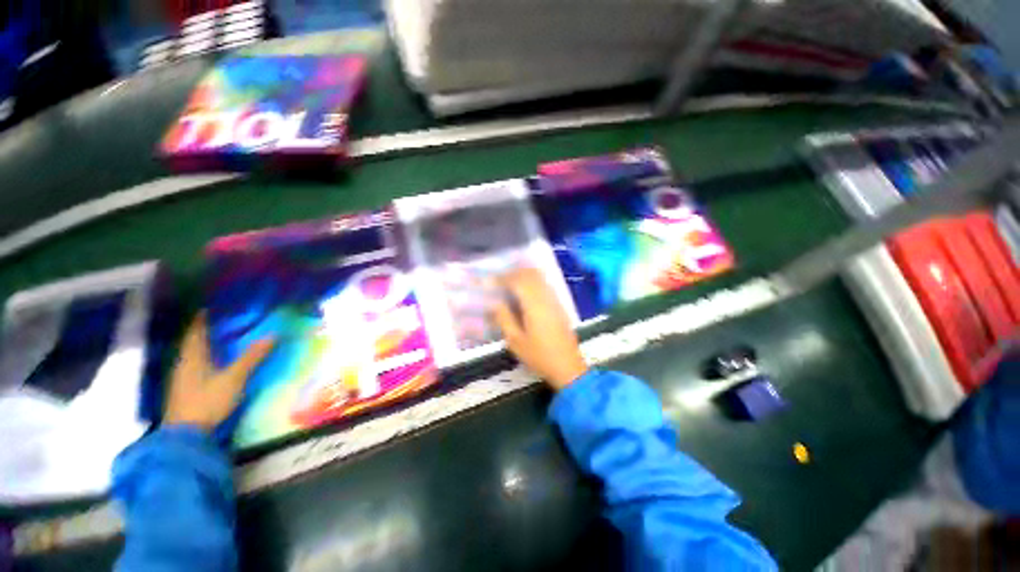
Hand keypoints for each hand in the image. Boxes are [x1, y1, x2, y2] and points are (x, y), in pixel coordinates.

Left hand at [163, 314, 274, 430]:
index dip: (201, 319)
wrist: (185, 435)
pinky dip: (201, 360)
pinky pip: (192, 367)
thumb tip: (273, 335)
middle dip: (202, 331)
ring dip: (202, 346)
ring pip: (191, 356)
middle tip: (218, 322)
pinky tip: (210, 364)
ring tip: (216, 340)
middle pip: (191, 342)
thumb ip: (252, 357)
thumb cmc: (208, 401)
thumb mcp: (234, 378)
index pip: (196, 332)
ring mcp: (181, 379)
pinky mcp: (183, 391)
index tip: (208, 308)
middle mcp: (183, 364)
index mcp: (193, 357)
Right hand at [491, 267, 587, 390]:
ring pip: (539, 277)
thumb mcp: (515, 341)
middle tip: (499, 280)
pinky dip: (533, 281)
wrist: (568, 367)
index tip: (490, 282)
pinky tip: (524, 291)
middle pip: (530, 274)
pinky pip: (545, 284)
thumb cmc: (539, 356)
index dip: (503, 278)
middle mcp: (546, 297)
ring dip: (523, 275)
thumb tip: (495, 303)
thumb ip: (504, 319)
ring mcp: (555, 300)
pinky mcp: (559, 305)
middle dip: (513, 273)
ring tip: (509, 283)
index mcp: (534, 305)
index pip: (518, 281)